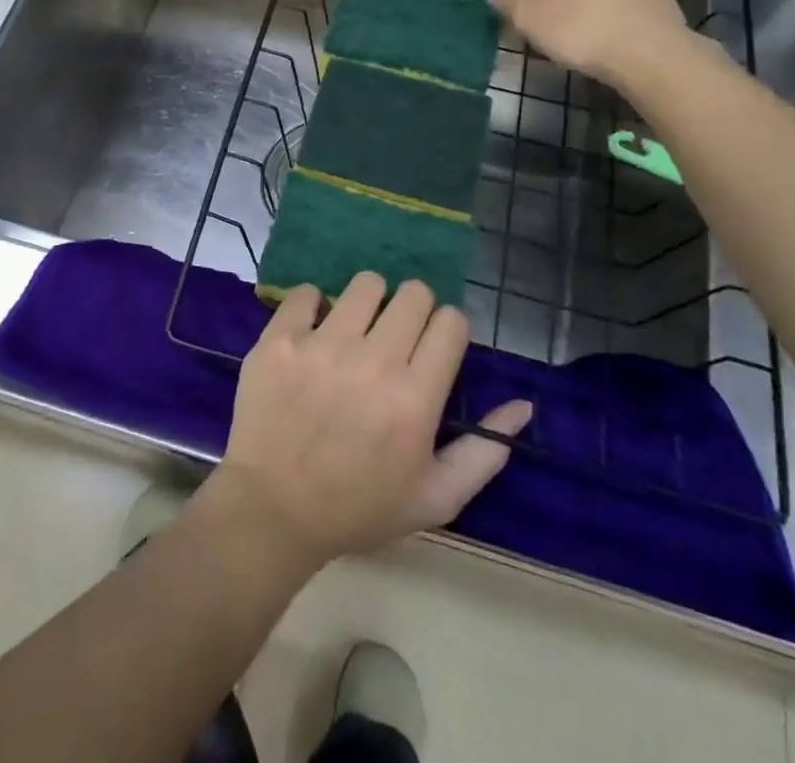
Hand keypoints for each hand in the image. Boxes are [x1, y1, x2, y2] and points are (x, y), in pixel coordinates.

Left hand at [215, 274, 531, 567]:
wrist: (272, 511)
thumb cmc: (358, 508)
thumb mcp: (435, 498)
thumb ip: (484, 451)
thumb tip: (523, 404)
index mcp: (415, 397)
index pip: (451, 321)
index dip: (448, 330)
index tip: (433, 348)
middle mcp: (373, 360)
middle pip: (414, 293)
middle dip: (415, 310)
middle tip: (397, 337)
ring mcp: (322, 344)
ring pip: (366, 284)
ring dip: (369, 302)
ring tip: (357, 330)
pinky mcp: (280, 338)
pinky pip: (306, 292)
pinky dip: (313, 307)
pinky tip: (313, 332)